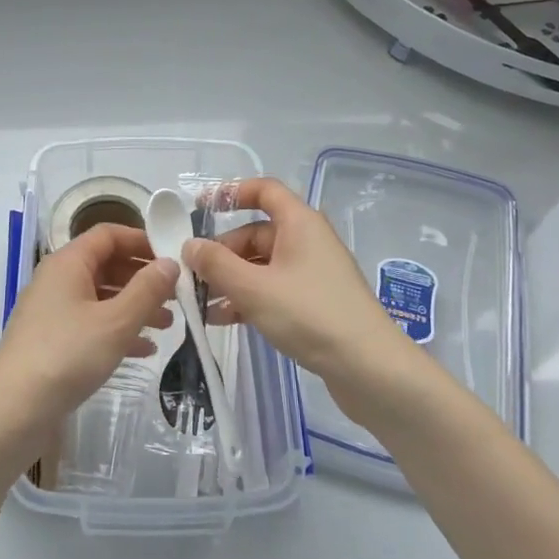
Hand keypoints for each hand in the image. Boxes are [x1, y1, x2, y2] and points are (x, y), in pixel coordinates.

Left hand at [0, 224, 178, 467]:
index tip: (173, 258)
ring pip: (100, 297)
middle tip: (177, 296)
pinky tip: (144, 350)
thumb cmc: (67, 356)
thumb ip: (147, 289)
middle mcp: (56, 280)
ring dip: (134, 306)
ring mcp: (51, 311)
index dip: (141, 241)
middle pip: (105, 265)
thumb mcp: (116, 321)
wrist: (13, 412)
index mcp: (67, 263)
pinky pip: (90, 323)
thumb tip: (170, 262)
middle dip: (142, 278)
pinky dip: (117, 330)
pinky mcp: (51, 340)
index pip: (108, 234)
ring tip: (167, 325)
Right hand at [185, 177, 421, 424]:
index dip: (231, 193)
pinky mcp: (315, 301)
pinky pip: (273, 288)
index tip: (200, 208)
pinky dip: (249, 298)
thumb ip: (216, 264)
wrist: (369, 367)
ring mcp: (313, 272)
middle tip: (193, 275)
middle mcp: (307, 240)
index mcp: (299, 223)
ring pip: (262, 264)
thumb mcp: (253, 288)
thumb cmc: (310, 315)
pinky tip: (224, 319)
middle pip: (256, 233)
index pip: (264, 191)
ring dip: (231, 279)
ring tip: (201, 303)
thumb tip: (190, 245)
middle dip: (222, 252)